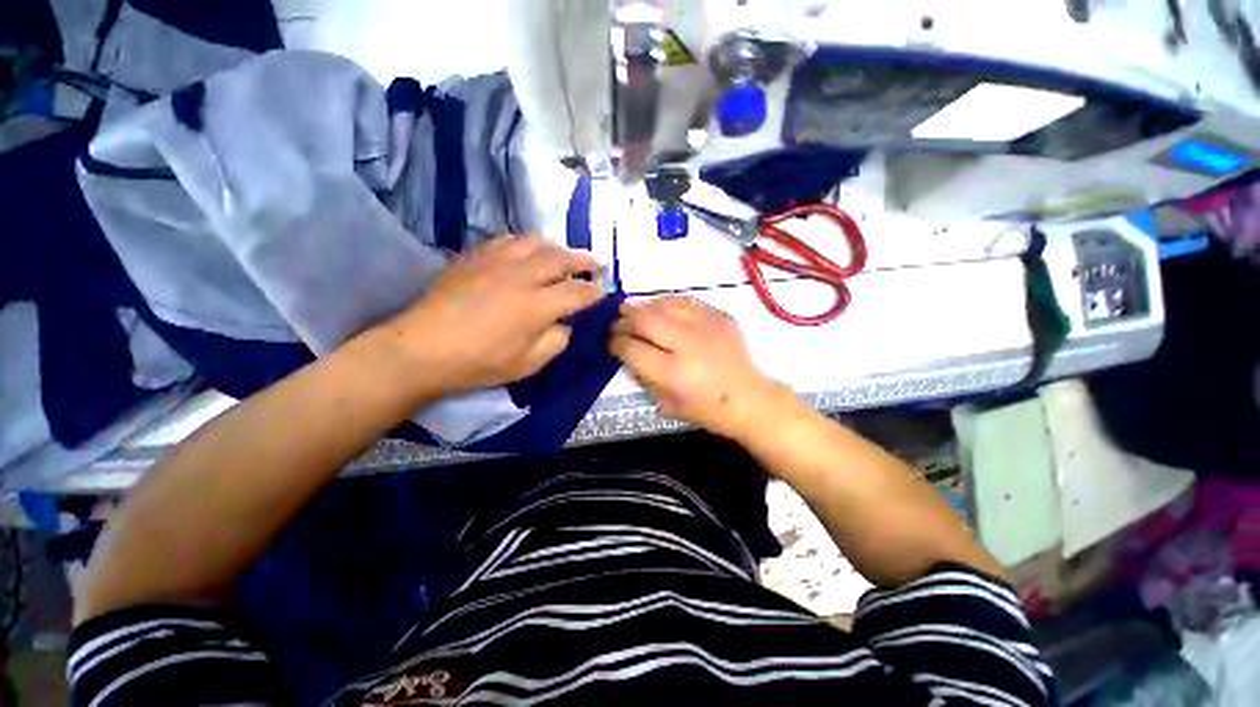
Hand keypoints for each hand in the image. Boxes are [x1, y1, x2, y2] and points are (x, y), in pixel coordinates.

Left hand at [369, 236, 604, 395]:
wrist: (423, 349)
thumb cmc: (480, 362)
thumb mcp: (529, 364)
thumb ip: (556, 341)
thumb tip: (565, 323)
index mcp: (537, 306)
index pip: (578, 292)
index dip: (595, 293)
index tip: (603, 294)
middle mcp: (521, 276)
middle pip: (561, 258)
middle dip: (583, 260)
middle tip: (595, 264)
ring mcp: (496, 261)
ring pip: (535, 242)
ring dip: (556, 248)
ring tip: (563, 256)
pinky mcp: (475, 257)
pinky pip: (508, 240)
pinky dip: (526, 244)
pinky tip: (527, 253)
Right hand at [610, 296, 789, 439]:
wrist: (750, 398)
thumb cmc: (706, 409)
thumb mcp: (665, 404)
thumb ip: (642, 375)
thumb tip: (626, 350)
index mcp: (673, 373)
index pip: (631, 347)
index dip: (614, 342)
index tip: (609, 341)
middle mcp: (688, 344)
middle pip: (643, 319)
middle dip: (623, 319)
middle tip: (617, 324)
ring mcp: (706, 326)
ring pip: (663, 303)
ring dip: (643, 308)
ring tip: (638, 315)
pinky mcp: (720, 315)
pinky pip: (685, 300)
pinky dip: (668, 304)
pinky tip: (663, 311)